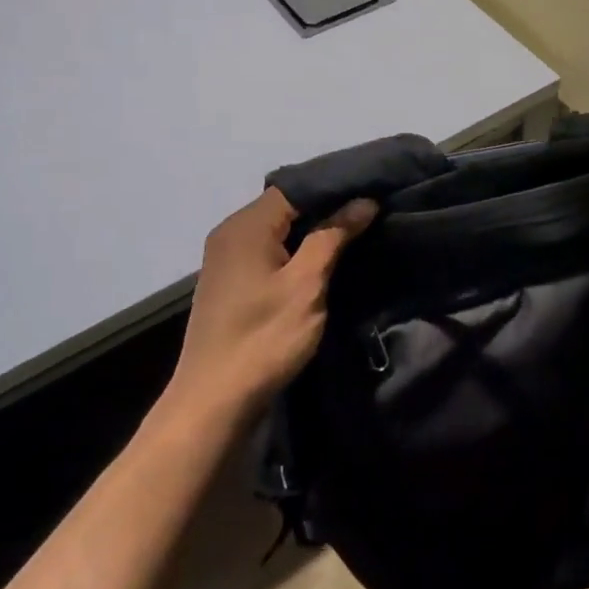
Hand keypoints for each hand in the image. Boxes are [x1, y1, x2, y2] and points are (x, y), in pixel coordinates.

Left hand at [163, 187, 376, 424]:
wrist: (214, 403)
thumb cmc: (263, 338)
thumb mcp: (306, 285)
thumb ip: (333, 236)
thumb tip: (363, 201)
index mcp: (246, 225)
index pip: (296, 186)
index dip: (336, 185)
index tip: (374, 186)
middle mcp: (231, 233)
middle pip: (287, 204)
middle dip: (329, 205)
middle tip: (373, 206)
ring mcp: (228, 259)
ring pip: (280, 228)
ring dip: (315, 228)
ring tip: (359, 227)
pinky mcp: (232, 282)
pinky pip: (271, 250)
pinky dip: (298, 248)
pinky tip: (327, 256)